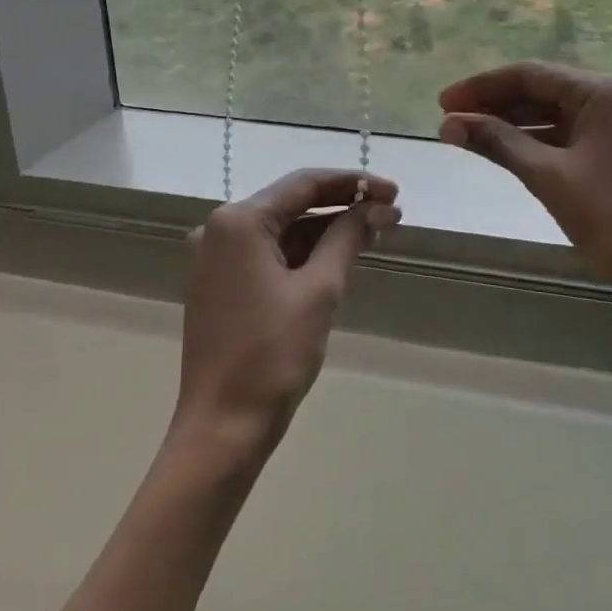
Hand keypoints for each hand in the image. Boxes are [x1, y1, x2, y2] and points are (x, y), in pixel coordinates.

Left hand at [177, 169, 400, 457]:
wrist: (223, 427)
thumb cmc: (272, 355)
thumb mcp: (319, 290)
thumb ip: (347, 238)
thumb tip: (376, 208)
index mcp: (238, 221)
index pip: (304, 184)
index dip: (352, 183)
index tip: (393, 192)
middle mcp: (221, 229)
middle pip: (292, 203)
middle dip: (343, 206)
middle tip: (391, 212)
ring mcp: (218, 258)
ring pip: (283, 230)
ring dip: (327, 230)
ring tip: (376, 232)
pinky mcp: (222, 284)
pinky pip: (270, 254)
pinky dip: (305, 253)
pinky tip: (340, 254)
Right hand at [439, 62, 611, 300]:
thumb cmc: (609, 215)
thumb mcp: (547, 176)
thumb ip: (497, 142)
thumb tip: (448, 124)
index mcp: (601, 92)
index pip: (529, 75)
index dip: (481, 87)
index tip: (443, 103)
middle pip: (541, 89)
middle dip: (494, 103)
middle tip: (452, 119)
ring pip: (554, 112)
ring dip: (512, 122)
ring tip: (470, 134)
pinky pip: (568, 132)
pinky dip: (536, 139)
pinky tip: (506, 149)